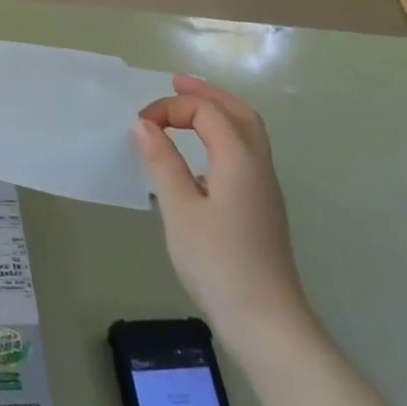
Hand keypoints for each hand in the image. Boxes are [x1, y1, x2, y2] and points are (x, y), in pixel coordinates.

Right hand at [132, 75, 313, 356]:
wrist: (267, 322)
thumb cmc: (218, 263)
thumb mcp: (179, 210)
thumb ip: (161, 161)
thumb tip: (142, 124)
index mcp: (239, 160)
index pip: (206, 112)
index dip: (171, 108)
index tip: (139, 126)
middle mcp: (258, 166)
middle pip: (239, 114)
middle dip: (207, 94)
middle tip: (176, 83)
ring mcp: (264, 189)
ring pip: (247, 135)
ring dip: (218, 114)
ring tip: (186, 111)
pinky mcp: (261, 209)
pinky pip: (244, 155)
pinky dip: (222, 139)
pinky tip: (198, 159)